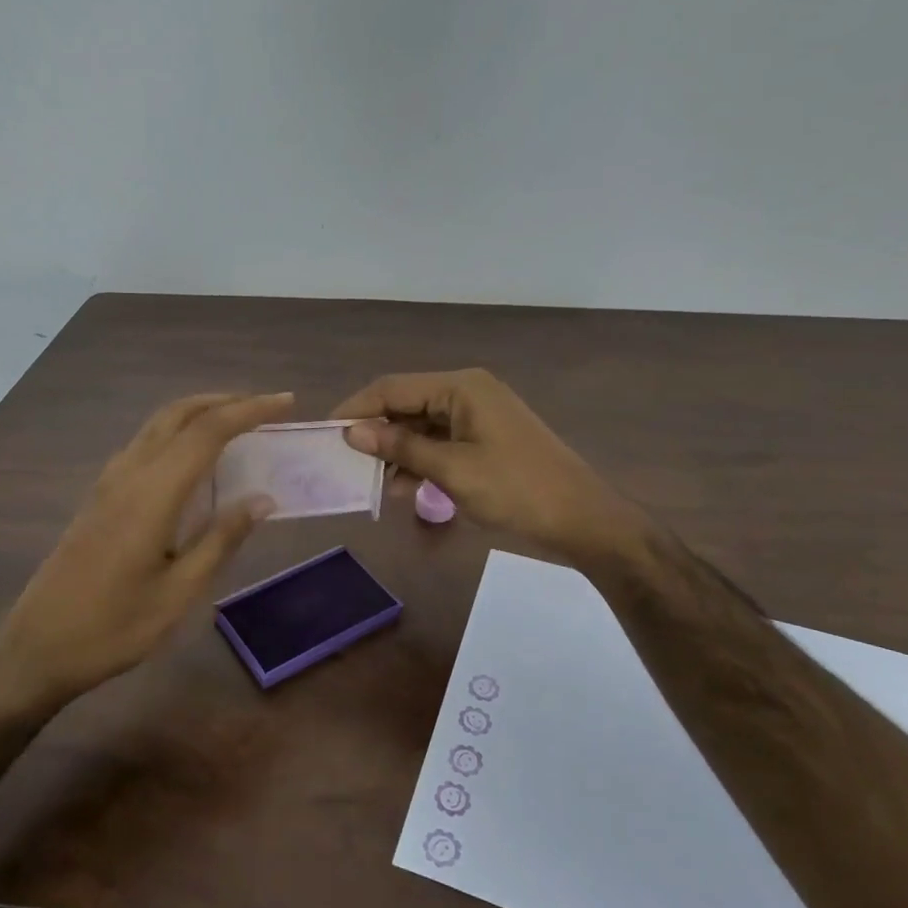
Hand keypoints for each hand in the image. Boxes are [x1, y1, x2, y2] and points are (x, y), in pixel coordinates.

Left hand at [0, 391, 292, 707]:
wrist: (37, 647)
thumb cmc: (114, 627)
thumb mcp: (179, 592)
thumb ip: (222, 539)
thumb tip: (263, 499)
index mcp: (153, 492)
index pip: (208, 431)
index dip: (250, 410)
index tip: (286, 402)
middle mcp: (130, 473)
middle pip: (180, 413)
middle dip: (226, 401)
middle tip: (266, 408)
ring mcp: (110, 481)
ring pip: (159, 424)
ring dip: (200, 412)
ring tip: (238, 423)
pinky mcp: (100, 495)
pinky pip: (145, 442)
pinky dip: (178, 432)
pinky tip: (194, 458)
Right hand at [331, 369, 642, 560]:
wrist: (582, 520)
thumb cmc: (516, 490)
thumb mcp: (452, 470)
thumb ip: (401, 446)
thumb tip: (351, 431)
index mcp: (460, 387)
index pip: (393, 387)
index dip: (356, 408)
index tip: (325, 434)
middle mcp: (467, 392)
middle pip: (406, 404)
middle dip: (376, 431)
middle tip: (345, 462)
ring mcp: (478, 416)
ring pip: (421, 425)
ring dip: (397, 450)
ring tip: (372, 481)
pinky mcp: (485, 439)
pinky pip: (440, 442)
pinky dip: (420, 460)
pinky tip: (403, 487)